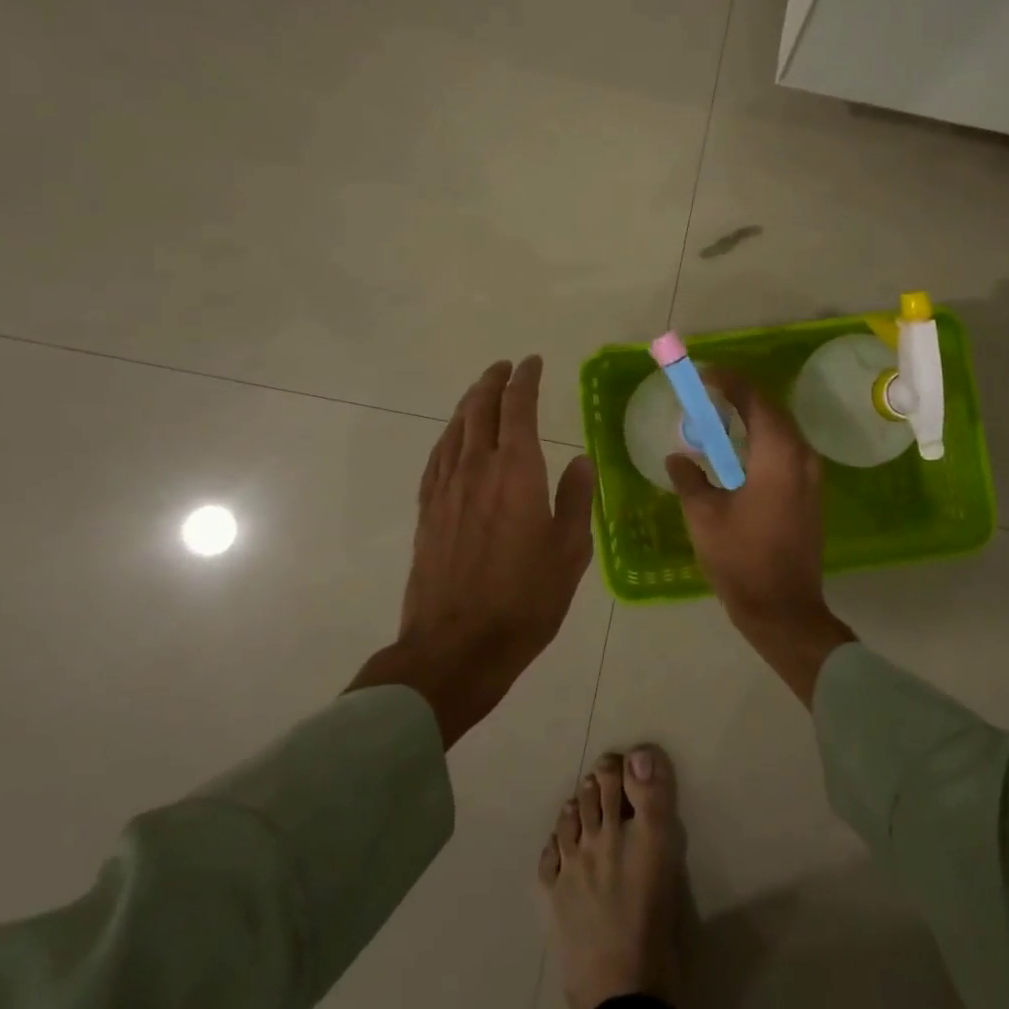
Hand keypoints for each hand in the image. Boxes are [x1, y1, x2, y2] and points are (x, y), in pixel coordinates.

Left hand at [351, 357, 595, 745]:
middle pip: (480, 409)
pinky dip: (449, 435)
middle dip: (493, 382)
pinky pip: (437, 457)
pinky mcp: (428, 511)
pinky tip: (454, 438)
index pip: (518, 408)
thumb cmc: (525, 600)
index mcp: (516, 471)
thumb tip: (581, 460)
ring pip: (455, 429)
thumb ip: (576, 499)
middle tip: (505, 368)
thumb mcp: (569, 551)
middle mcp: (477, 468)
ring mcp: (446, 488)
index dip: (525, 380)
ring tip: (481, 391)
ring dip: (469, 403)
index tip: (533, 363)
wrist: (456, 646)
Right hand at [667, 370, 854, 706]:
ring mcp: (812, 477)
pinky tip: (739, 454)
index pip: (756, 400)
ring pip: (782, 432)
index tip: (705, 376)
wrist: (784, 609)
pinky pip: (787, 452)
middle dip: (741, 398)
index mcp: (777, 455)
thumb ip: (689, 478)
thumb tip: (678, 457)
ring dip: (753, 420)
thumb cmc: (741, 559)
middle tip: (708, 396)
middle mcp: (802, 457)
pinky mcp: (811, 494)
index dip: (730, 382)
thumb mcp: (704, 516)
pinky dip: (763, 443)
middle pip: (772, 412)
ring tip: (719, 420)